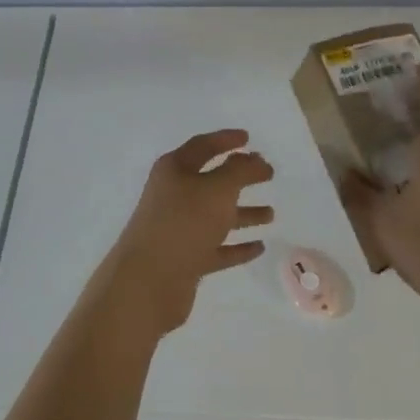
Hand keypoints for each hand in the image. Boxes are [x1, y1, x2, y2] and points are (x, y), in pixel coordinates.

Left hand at [90, 129, 274, 338]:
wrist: (148, 281)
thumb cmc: (184, 223)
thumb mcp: (217, 189)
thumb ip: (240, 171)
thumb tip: (254, 159)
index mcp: (174, 170)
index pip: (203, 146)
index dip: (226, 140)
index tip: (248, 138)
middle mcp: (174, 195)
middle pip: (211, 181)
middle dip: (239, 177)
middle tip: (268, 174)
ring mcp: (179, 229)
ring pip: (216, 216)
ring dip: (243, 213)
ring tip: (271, 214)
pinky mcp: (185, 259)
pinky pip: (216, 247)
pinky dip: (236, 246)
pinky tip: (259, 247)